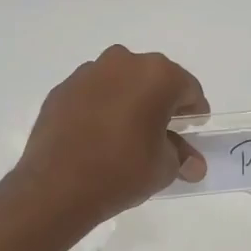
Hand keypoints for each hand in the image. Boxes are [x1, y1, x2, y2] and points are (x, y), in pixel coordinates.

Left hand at [15, 46, 209, 223]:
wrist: (57, 187)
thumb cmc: (122, 171)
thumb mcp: (164, 168)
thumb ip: (181, 157)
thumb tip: (192, 165)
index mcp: (157, 75)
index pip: (188, 89)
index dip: (193, 111)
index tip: (192, 129)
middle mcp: (123, 63)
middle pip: (153, 79)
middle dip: (160, 102)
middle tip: (161, 132)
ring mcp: (87, 73)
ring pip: (120, 82)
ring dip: (128, 101)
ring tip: (127, 135)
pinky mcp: (61, 90)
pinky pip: (92, 94)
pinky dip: (100, 108)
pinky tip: (97, 135)